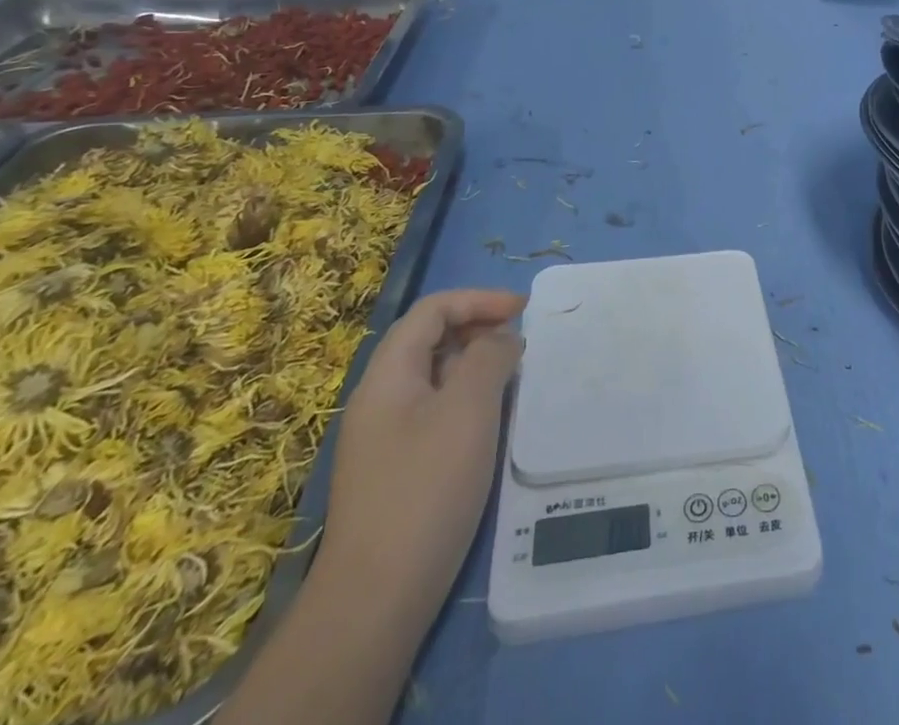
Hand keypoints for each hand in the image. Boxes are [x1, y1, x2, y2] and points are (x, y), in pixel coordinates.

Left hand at [319, 288, 525, 608]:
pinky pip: (434, 412)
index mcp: (388, 374)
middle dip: (477, 328)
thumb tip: (501, 339)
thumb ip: (489, 358)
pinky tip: (490, 423)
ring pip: (433, 377)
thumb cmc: (426, 488)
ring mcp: (384, 437)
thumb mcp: (468, 409)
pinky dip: (466, 400)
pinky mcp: (395, 471)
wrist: (375, 600)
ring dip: (474, 365)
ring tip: (513, 378)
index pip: (432, 310)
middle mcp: (380, 398)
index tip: (522, 310)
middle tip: (520, 342)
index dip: (478, 300)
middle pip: (428, 339)